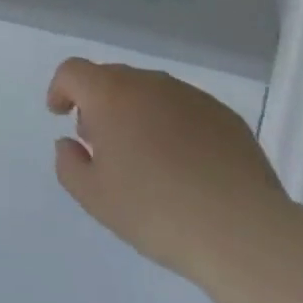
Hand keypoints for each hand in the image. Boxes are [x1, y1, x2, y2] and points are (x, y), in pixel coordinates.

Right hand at [47, 58, 293, 288]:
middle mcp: (149, 83)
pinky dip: (174, 126)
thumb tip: (70, 143)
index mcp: (111, 94)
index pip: (73, 71)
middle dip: (99, 104)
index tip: (60, 113)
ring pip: (151, 93)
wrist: (243, 231)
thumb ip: (69, 164)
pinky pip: (186, 110)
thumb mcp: (95, 198)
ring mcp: (191, 96)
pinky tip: (186, 166)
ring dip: (138, 113)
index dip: (61, 88)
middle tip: (102, 144)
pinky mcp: (225, 116)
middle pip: (112, 79)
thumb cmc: (156, 211)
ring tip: (146, 158)